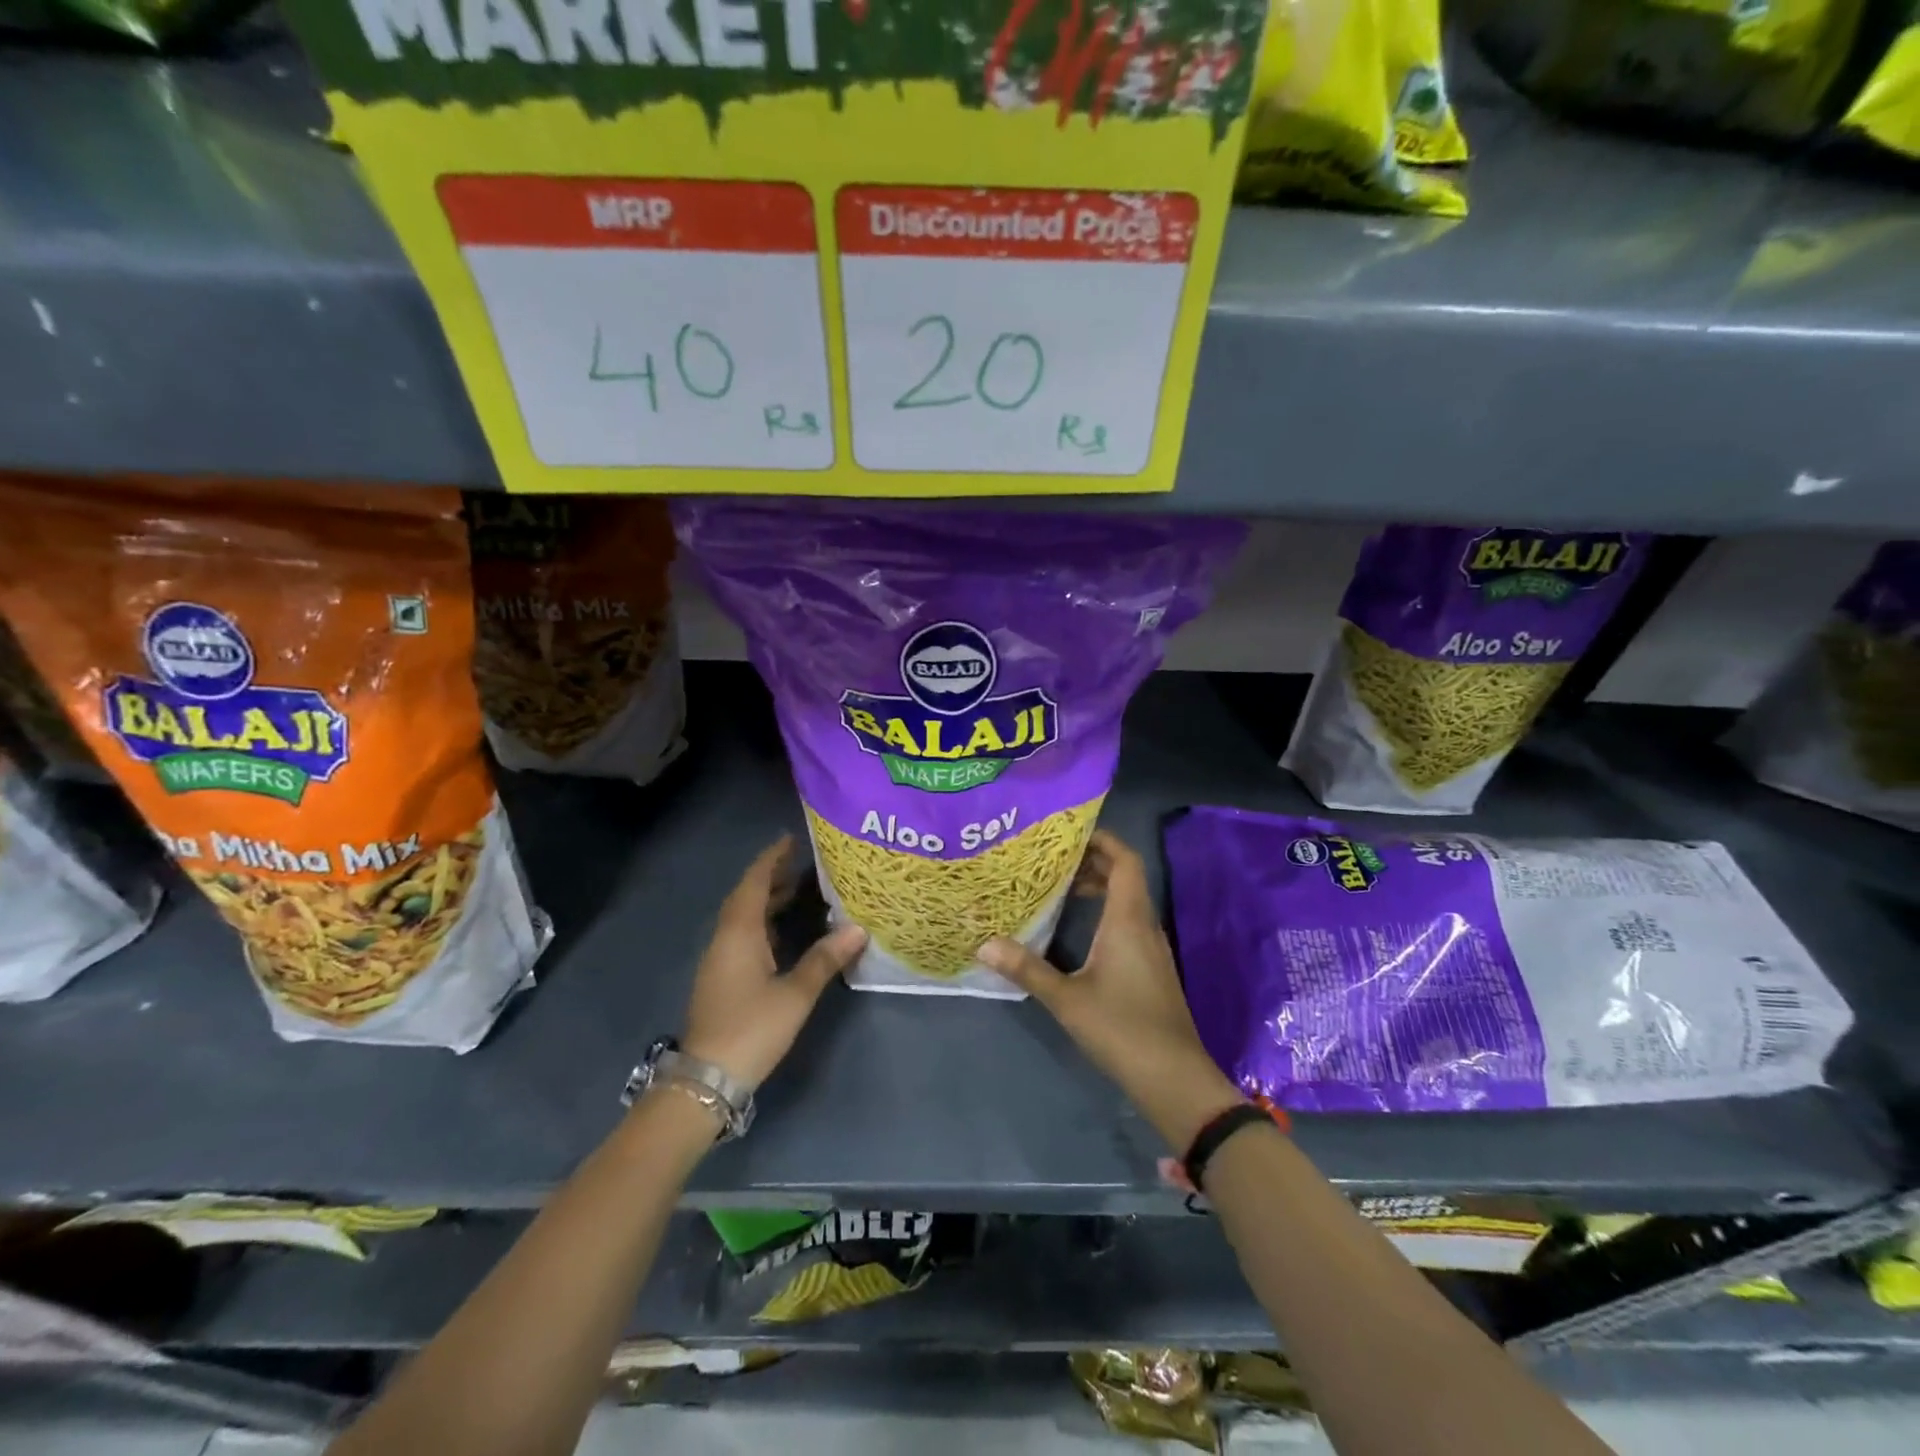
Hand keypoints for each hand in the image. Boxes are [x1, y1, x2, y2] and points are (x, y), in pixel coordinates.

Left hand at [681, 836, 866, 1091]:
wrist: (707, 1079)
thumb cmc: (751, 1029)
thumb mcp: (795, 994)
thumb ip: (824, 959)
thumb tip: (858, 929)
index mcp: (739, 934)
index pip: (754, 883)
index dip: (771, 859)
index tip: (791, 839)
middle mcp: (725, 939)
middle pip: (746, 897)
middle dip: (772, 876)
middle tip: (804, 862)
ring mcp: (720, 960)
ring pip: (744, 918)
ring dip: (767, 900)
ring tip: (800, 889)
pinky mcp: (722, 978)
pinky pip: (743, 935)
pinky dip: (764, 922)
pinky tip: (785, 931)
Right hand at [978, 830, 1243, 1151]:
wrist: (1174, 1078)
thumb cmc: (1121, 1028)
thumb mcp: (1067, 998)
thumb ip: (1027, 969)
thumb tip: (983, 944)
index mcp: (1128, 920)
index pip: (1125, 861)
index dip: (1103, 841)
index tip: (1070, 834)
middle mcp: (1144, 926)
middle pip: (1125, 878)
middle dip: (1093, 863)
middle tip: (1054, 861)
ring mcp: (1152, 949)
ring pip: (1128, 901)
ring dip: (1100, 889)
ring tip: (1062, 890)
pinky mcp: (1152, 969)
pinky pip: (1130, 923)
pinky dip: (1107, 913)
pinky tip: (1081, 932)